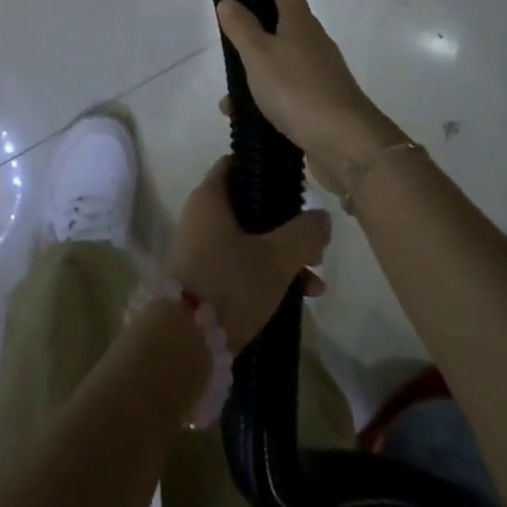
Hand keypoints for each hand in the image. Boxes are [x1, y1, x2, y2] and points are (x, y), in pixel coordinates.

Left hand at [166, 157, 329, 348]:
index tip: (295, 186)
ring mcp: (201, 251)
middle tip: (314, 244)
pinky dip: (267, 277)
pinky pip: (241, 269)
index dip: (265, 170)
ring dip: (282, 257)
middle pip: (249, 208)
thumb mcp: (276, 256)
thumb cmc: (229, 282)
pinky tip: (299, 300)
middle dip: (285, 226)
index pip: (236, 164)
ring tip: (316, 282)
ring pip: (249, 241)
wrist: (185, 342)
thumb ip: (304, 233)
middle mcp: (201, 217)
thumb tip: (322, 216)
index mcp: (210, 196)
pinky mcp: (205, 282)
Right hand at [217, 0, 404, 196]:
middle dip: (252, 23)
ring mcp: (319, 71)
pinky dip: (264, 97)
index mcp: (299, 20)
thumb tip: (229, 0)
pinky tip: (244, 117)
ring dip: (254, 68)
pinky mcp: (320, 101)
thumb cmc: (298, 90)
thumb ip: (241, 27)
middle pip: (280, 20)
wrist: (348, 145)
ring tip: (227, 91)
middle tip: (224, 30)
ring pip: (279, 59)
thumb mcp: (259, 55)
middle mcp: (312, 40)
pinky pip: (285, 90)